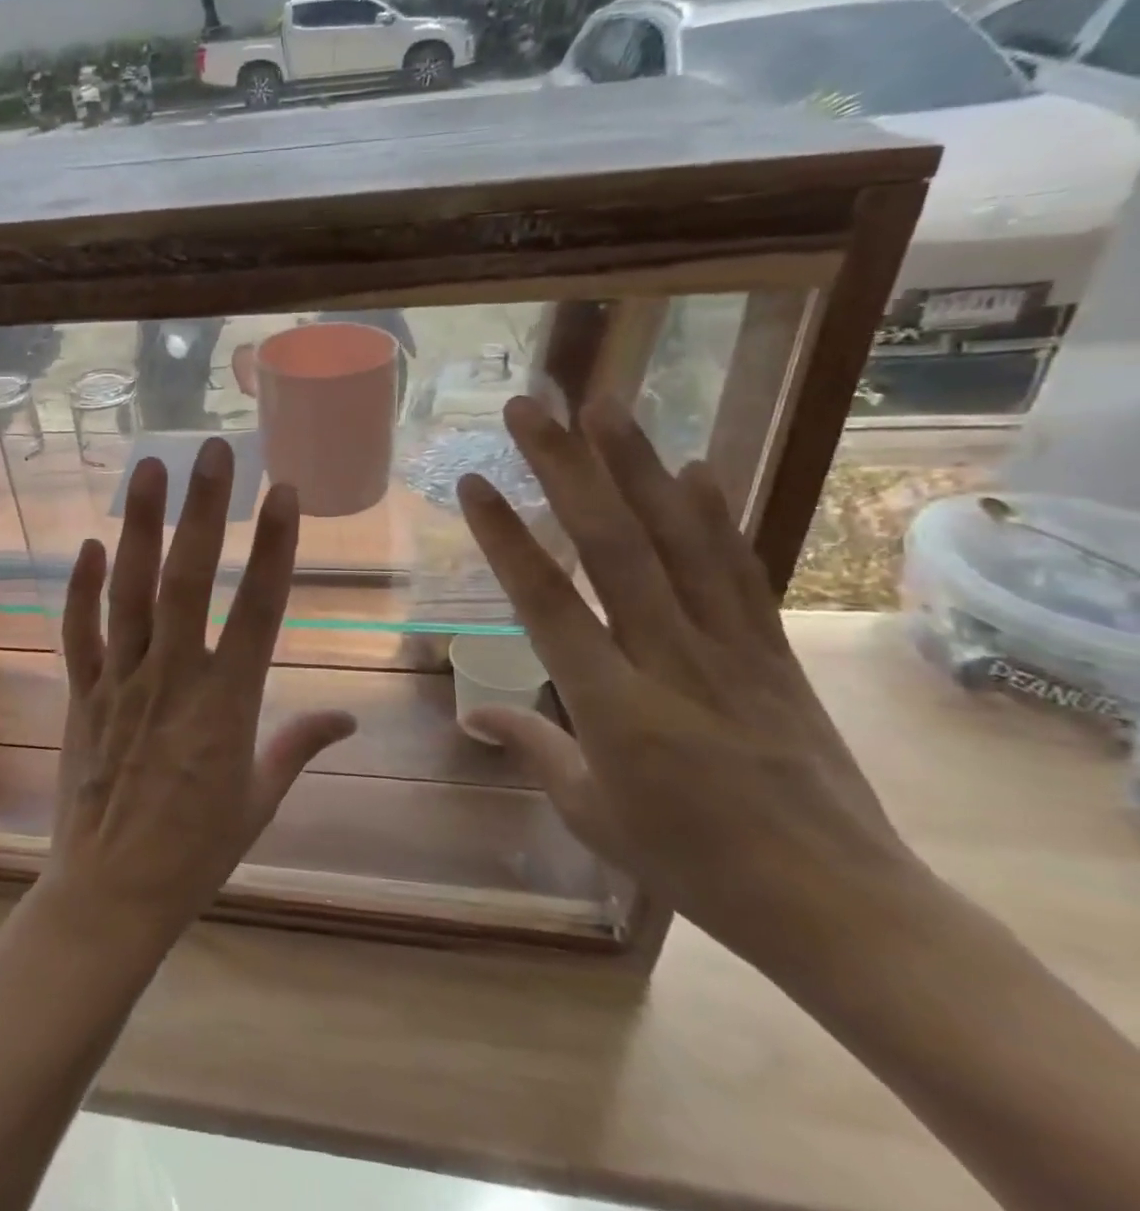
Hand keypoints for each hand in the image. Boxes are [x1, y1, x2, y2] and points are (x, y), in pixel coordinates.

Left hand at [38, 438, 355, 955]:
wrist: (111, 895)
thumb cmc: (197, 851)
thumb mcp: (261, 799)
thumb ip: (301, 746)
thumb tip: (349, 719)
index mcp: (228, 704)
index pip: (259, 610)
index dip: (274, 547)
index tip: (283, 493)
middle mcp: (173, 679)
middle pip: (189, 582)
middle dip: (203, 511)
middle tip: (211, 450)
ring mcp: (120, 681)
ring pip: (129, 593)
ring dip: (140, 527)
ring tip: (148, 468)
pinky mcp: (81, 693)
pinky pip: (79, 632)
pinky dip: (82, 587)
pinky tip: (91, 543)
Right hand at [456, 396, 913, 968]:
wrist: (838, 905)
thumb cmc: (693, 864)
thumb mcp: (592, 813)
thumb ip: (533, 747)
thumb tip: (473, 711)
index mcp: (614, 707)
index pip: (547, 603)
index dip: (507, 538)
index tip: (475, 482)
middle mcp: (670, 659)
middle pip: (613, 547)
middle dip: (565, 469)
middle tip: (530, 409)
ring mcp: (730, 648)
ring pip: (677, 541)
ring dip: (637, 466)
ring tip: (604, 406)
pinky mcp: (772, 650)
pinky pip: (739, 570)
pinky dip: (715, 514)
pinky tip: (695, 466)